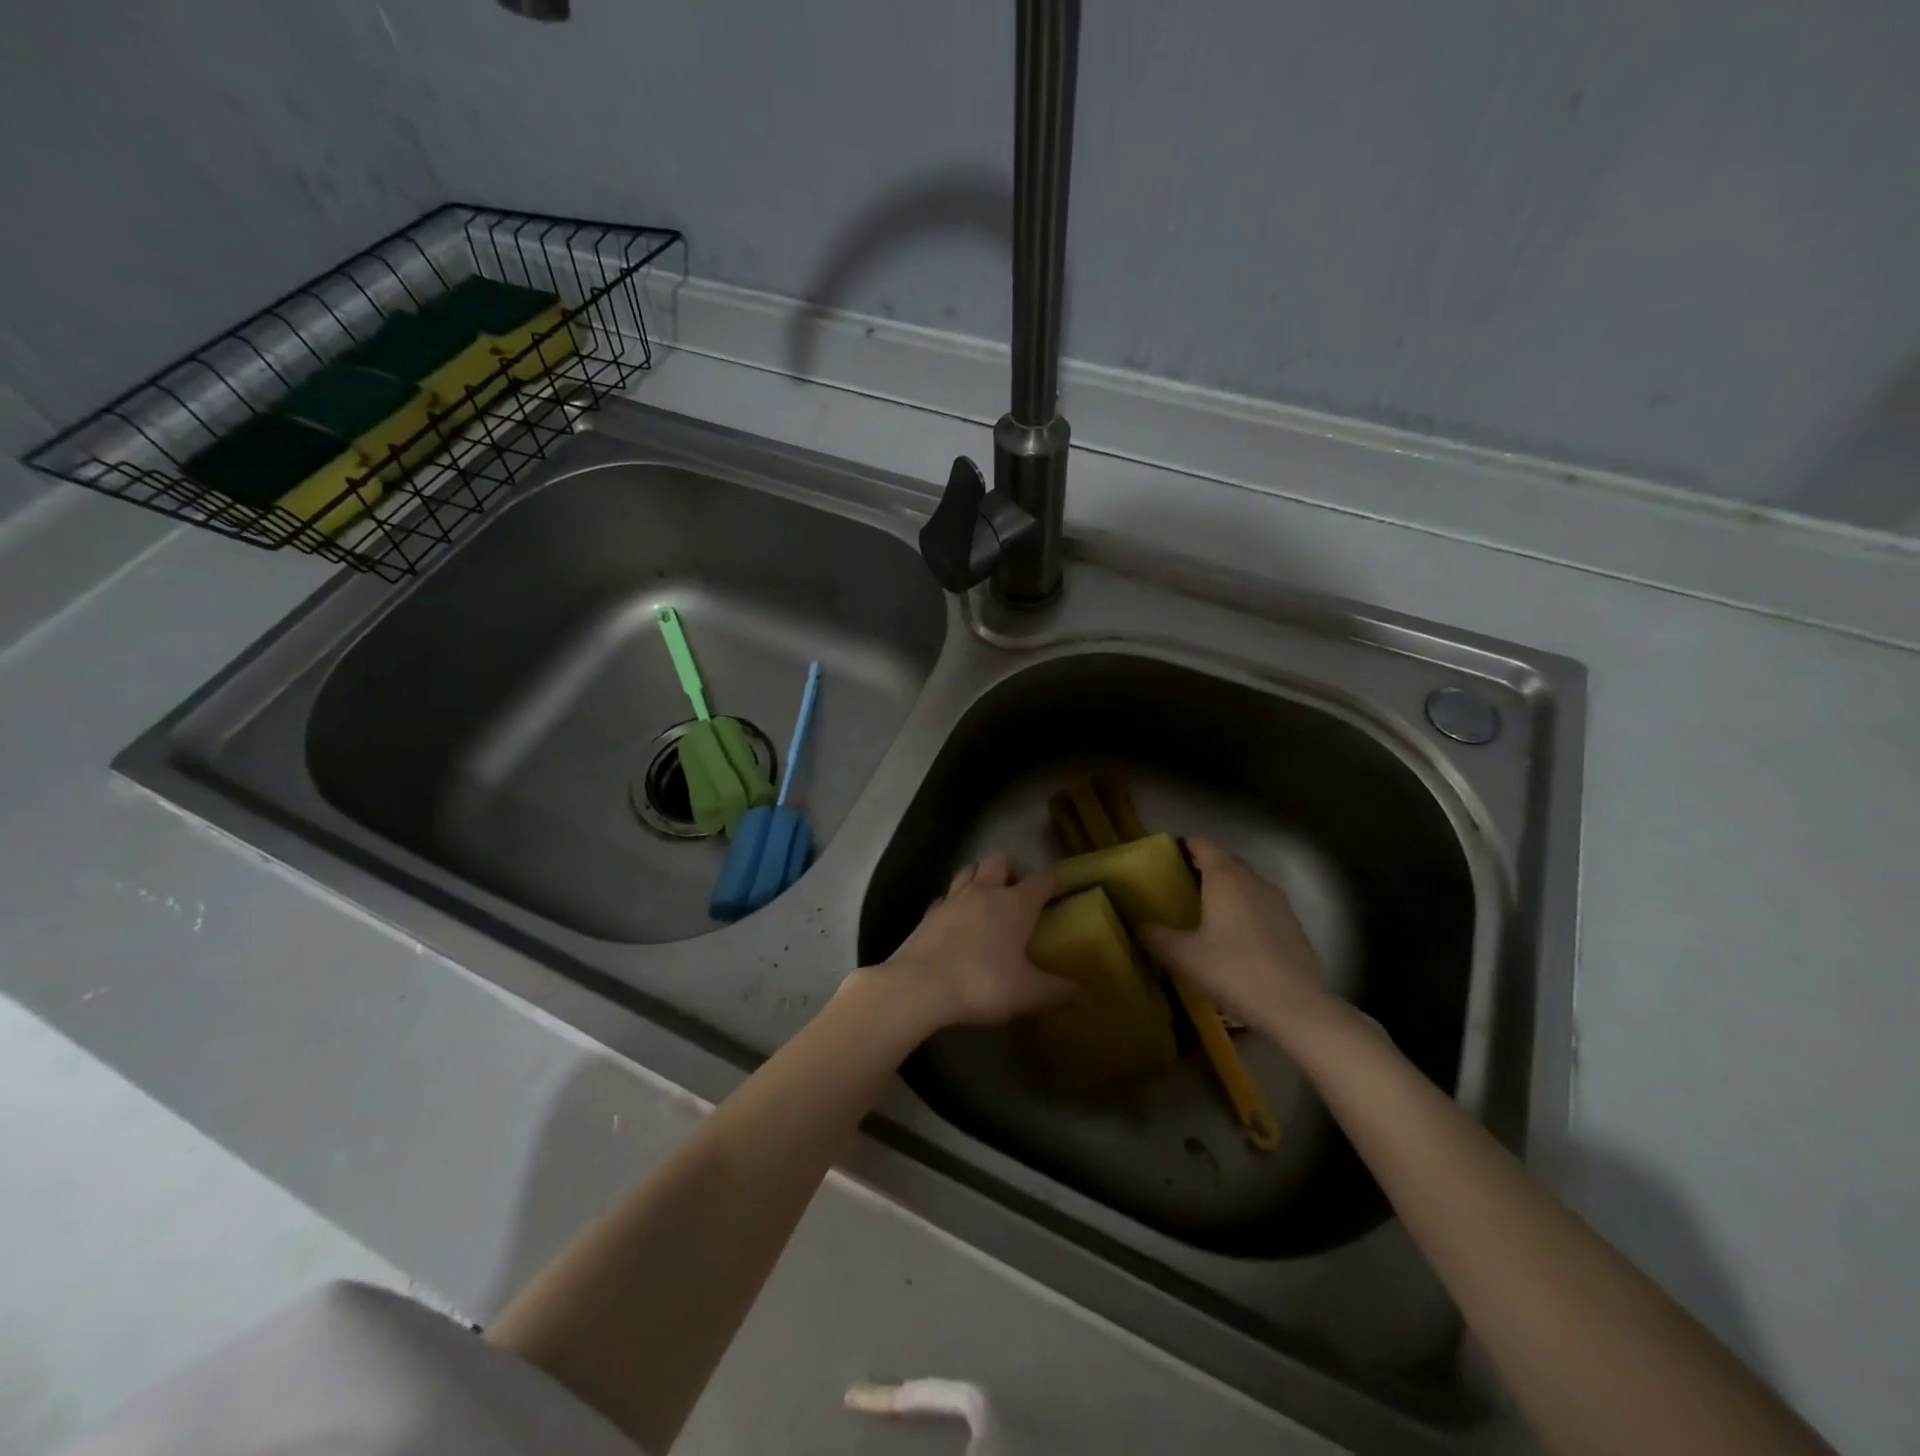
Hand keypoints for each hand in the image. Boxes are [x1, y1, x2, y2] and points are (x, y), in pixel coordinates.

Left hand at [871, 851, 1075, 1028]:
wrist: (920, 986)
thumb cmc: (983, 984)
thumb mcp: (1029, 993)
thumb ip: (1058, 991)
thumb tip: (1084, 992)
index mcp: (1015, 904)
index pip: (1042, 879)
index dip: (1054, 881)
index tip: (1061, 889)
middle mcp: (985, 892)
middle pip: (999, 859)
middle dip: (1012, 868)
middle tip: (1019, 891)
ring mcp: (952, 899)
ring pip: (969, 869)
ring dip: (980, 875)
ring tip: (988, 898)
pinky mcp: (929, 913)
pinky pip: (945, 896)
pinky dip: (954, 901)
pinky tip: (956, 919)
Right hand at [1136, 836, 1333, 1044]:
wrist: (1295, 1006)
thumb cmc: (1232, 971)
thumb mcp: (1182, 957)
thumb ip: (1155, 937)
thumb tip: (1139, 926)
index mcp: (1224, 878)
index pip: (1203, 844)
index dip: (1185, 844)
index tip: (1169, 855)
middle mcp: (1253, 880)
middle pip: (1226, 861)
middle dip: (1205, 867)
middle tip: (1183, 886)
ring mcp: (1278, 902)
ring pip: (1247, 883)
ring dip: (1228, 889)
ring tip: (1209, 911)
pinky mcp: (1293, 925)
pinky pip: (1263, 905)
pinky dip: (1247, 910)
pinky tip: (1237, 938)